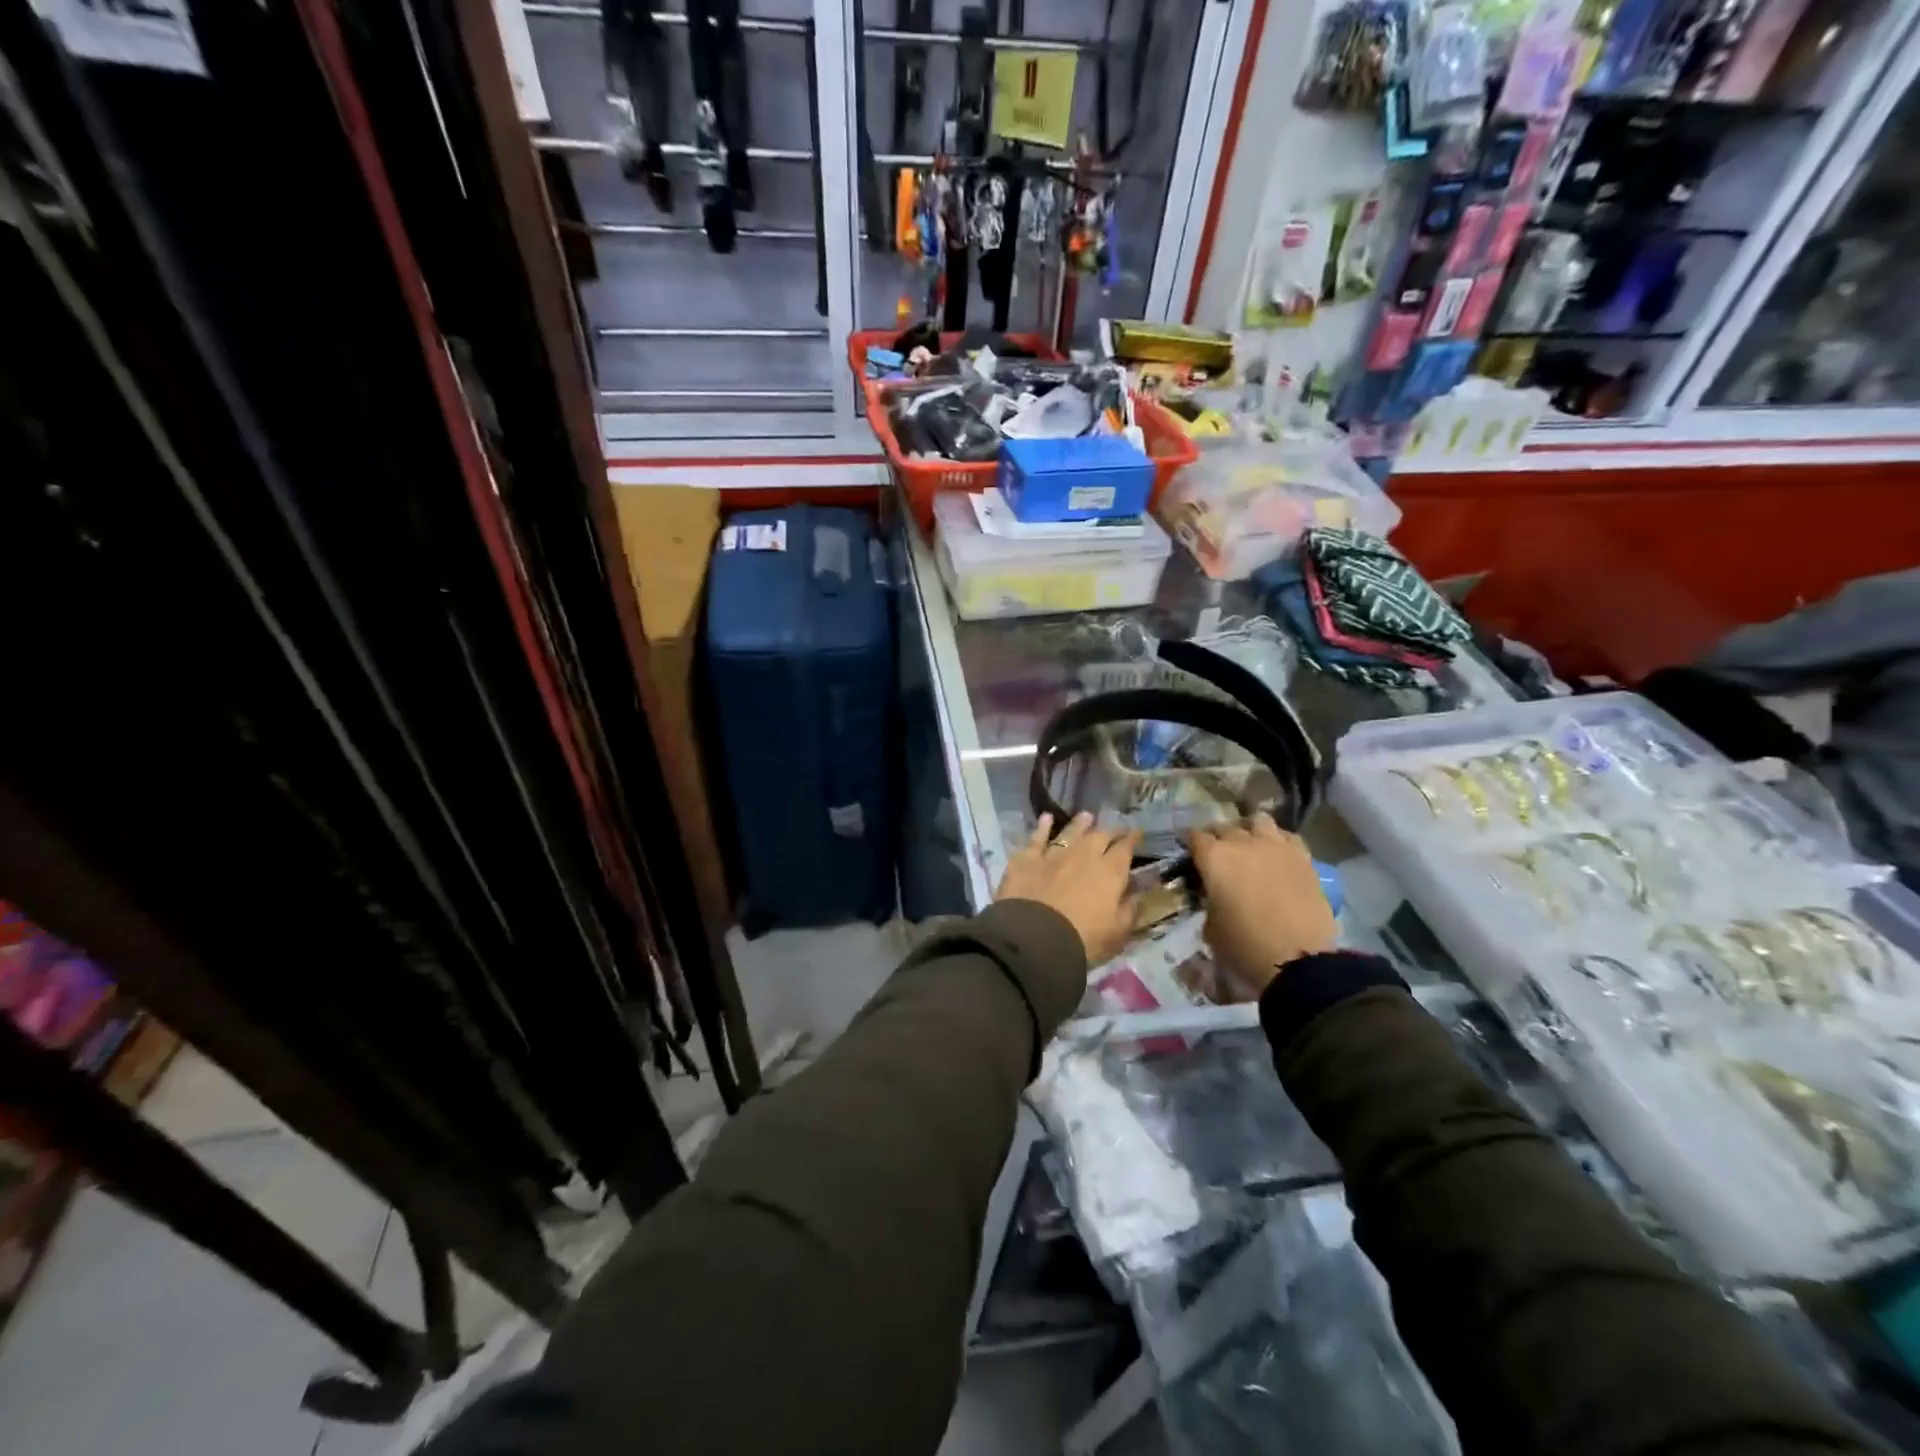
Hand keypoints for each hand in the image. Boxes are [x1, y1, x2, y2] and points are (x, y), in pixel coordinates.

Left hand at [996, 812, 1141, 966]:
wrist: (1036, 938)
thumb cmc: (1083, 940)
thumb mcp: (1118, 933)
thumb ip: (1129, 910)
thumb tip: (1137, 893)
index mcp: (1110, 872)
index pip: (1125, 849)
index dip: (1132, 840)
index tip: (1137, 834)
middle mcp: (1084, 855)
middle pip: (1100, 835)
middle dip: (1110, 831)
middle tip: (1114, 829)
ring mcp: (1054, 854)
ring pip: (1070, 832)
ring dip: (1080, 824)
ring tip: (1087, 816)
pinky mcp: (1027, 858)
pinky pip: (1036, 838)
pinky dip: (1042, 827)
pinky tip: (1046, 818)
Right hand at [1189, 814, 1335, 996]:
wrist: (1299, 960)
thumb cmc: (1245, 947)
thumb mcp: (1211, 926)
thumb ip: (1209, 900)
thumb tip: (1215, 895)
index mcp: (1213, 858)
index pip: (1195, 837)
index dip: (1192, 845)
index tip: (1192, 855)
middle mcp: (1242, 842)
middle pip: (1225, 826)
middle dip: (1219, 837)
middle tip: (1220, 855)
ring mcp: (1275, 846)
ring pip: (1259, 821)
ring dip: (1251, 831)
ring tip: (1251, 847)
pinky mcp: (1303, 857)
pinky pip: (1287, 837)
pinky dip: (1279, 842)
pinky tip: (1278, 856)